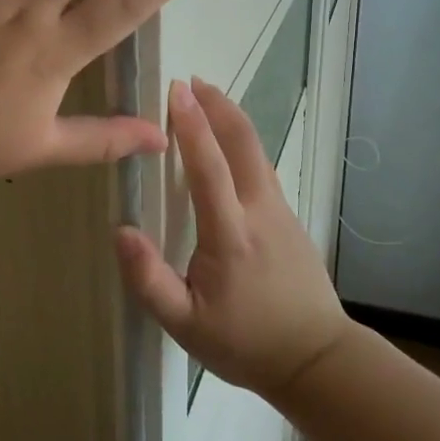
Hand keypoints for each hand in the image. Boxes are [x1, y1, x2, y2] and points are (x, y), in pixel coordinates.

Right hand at [114, 78, 350, 397]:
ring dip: (232, 119)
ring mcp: (281, 212)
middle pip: (243, 143)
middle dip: (218, 106)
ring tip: (207, 98)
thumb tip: (122, 230)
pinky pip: (263, 167)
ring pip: (257, 151)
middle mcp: (260, 212)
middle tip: (191, 81)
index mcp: (231, 235)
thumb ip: (149, 280)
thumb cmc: (244, 343)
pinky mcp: (290, 218)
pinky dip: (243, 141)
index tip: (176, 90)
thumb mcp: (185, 325)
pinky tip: (229, 143)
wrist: (317, 359)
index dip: (191, 126)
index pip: (209, 167)